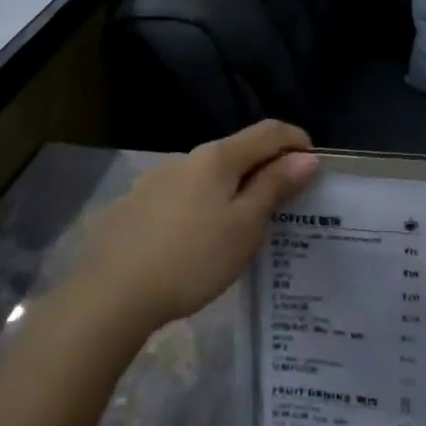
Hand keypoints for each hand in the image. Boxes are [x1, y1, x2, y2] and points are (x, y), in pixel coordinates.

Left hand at [78, 120, 318, 330]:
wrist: (111, 294)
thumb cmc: (192, 258)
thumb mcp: (245, 226)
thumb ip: (275, 187)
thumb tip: (305, 157)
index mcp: (217, 157)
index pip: (268, 131)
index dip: (297, 141)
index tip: (314, 167)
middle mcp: (186, 158)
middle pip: (237, 152)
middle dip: (266, 169)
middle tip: (285, 205)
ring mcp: (155, 181)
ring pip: (208, 176)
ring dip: (233, 190)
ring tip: (241, 230)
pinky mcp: (135, 206)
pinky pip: (183, 196)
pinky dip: (204, 207)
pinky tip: (198, 242)